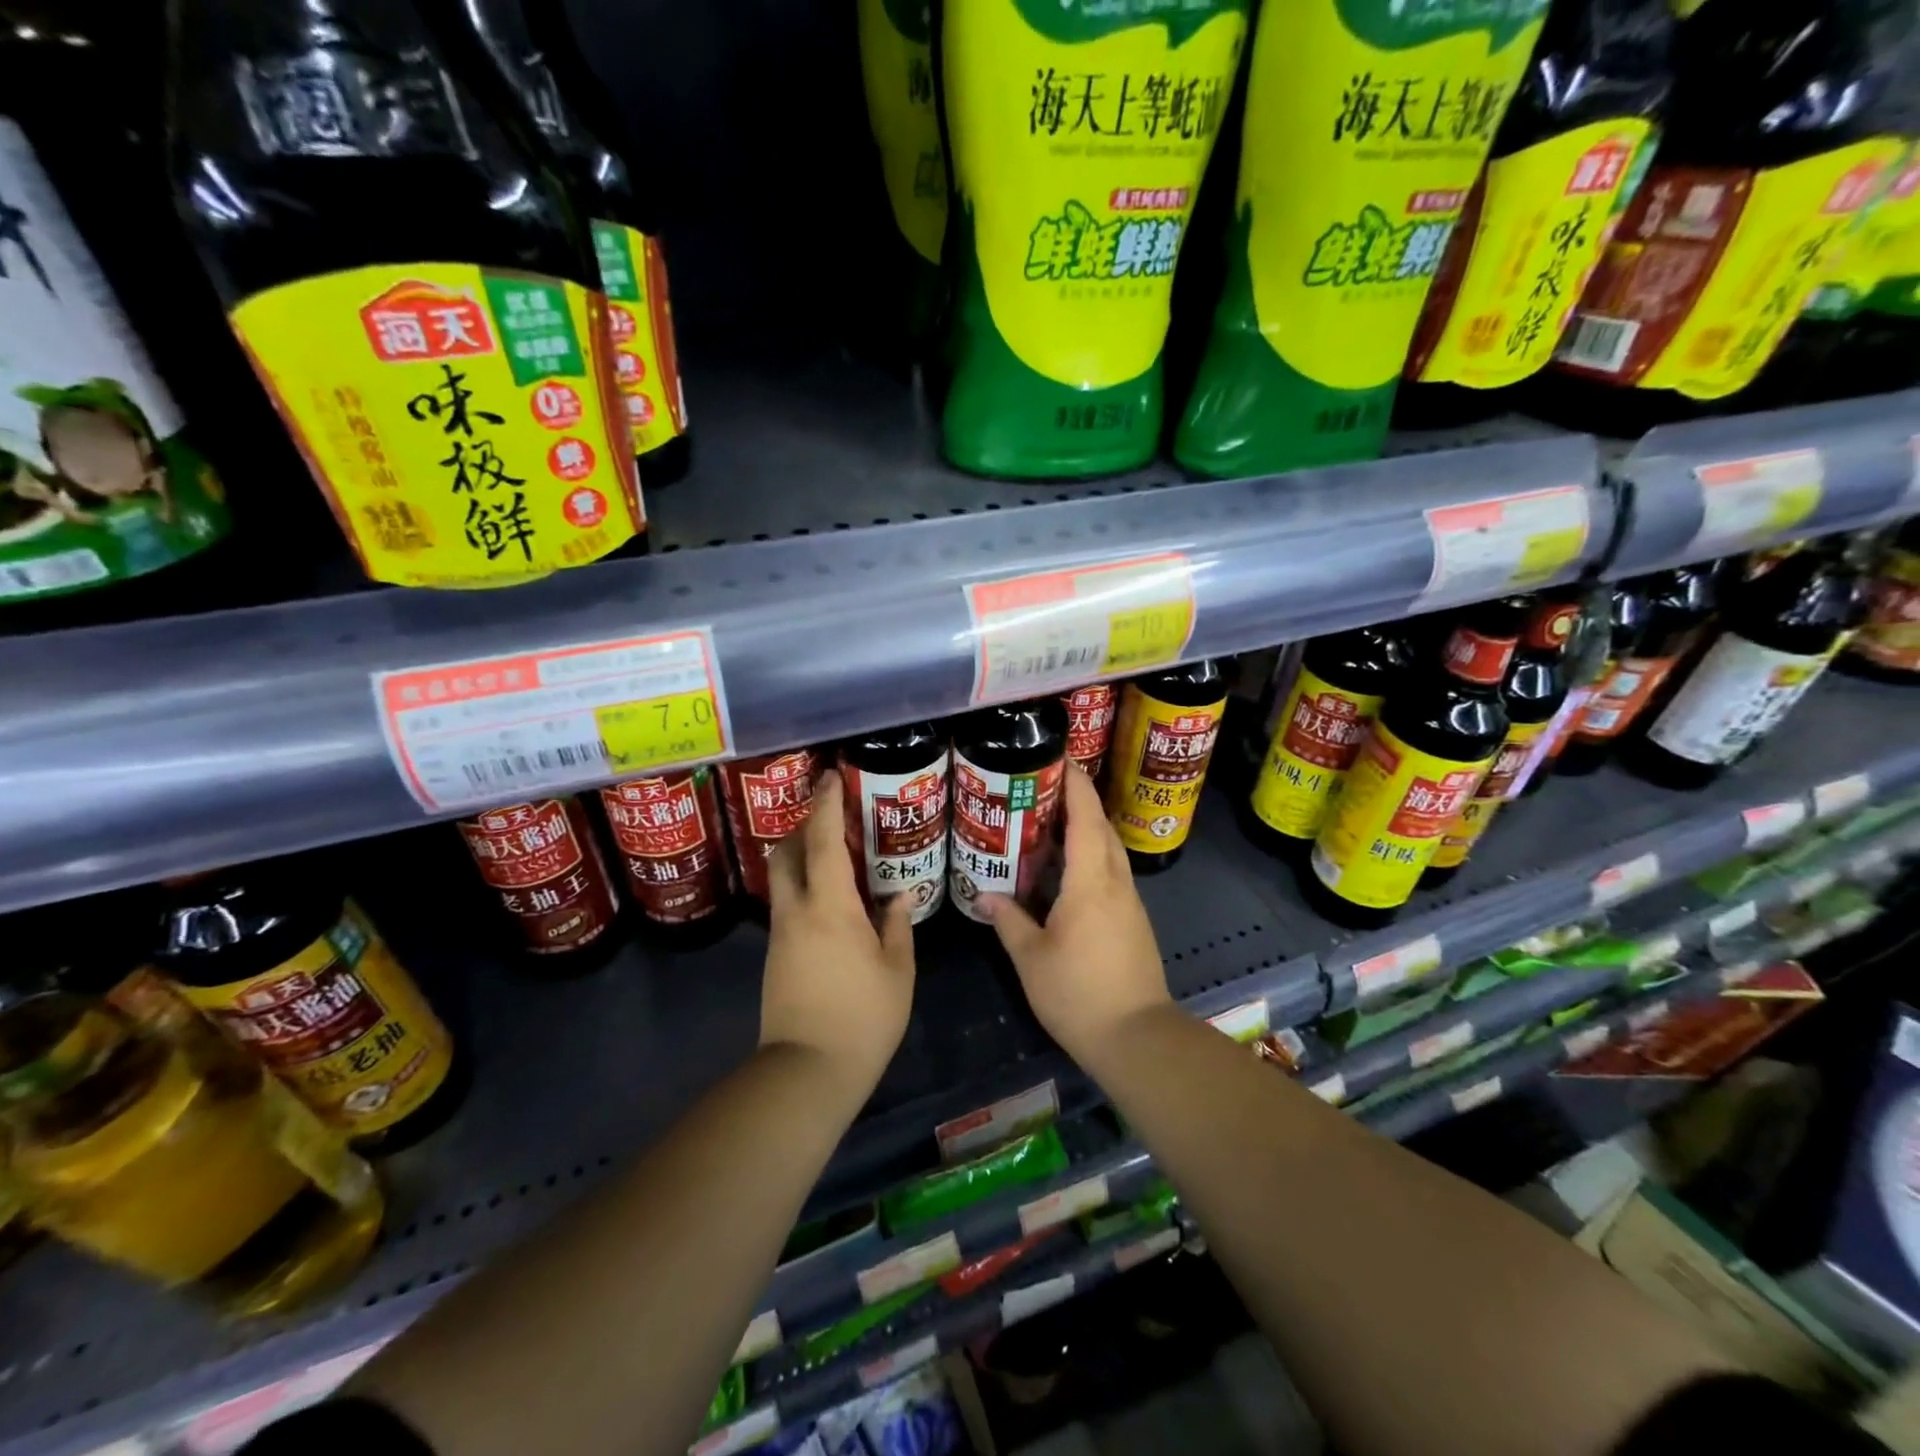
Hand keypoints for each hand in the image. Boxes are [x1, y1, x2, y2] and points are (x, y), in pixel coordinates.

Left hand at [760, 770, 915, 1106]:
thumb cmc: (863, 1017)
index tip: (829, 777)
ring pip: (782, 879)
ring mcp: (781, 934)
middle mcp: (797, 911)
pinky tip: (829, 900)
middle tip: (831, 818)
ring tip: (834, 855)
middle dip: (803, 827)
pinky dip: (803, 886)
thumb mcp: (896, 970)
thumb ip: (897, 926)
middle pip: (786, 853)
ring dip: (801, 857)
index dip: (826, 805)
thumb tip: (900, 896)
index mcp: (830, 907)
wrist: (807, 1071)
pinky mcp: (775, 956)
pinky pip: (787, 904)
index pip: (824, 842)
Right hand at [980, 762, 1171, 1069]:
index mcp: (1090, 882)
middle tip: (1046, 784)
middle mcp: (1115, 882)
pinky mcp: (1133, 920)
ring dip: (1087, 827)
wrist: (1137, 1037)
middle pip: (1101, 827)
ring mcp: (1129, 901)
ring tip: (1051, 820)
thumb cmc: (1079, 994)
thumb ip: (1008, 921)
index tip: (1061, 757)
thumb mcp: (1031, 958)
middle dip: (1079, 798)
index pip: (1085, 818)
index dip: (1075, 784)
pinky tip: (1067, 869)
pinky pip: (1111, 872)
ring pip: (1109, 849)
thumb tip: (983, 896)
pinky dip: (1091, 855)